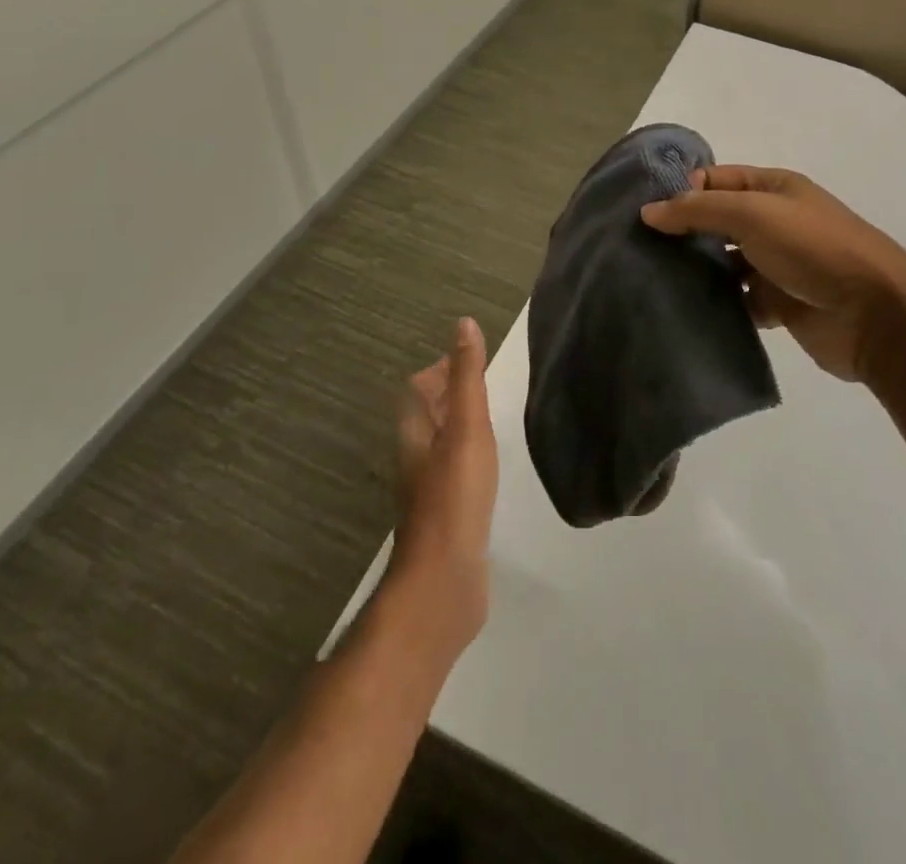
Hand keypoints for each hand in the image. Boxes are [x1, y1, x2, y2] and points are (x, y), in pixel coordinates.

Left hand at [390, 317, 498, 654]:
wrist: (445, 581)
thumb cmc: (454, 495)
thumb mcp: (466, 426)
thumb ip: (466, 377)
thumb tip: (463, 324)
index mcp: (415, 433)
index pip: (418, 389)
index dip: (440, 371)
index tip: (470, 360)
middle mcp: (416, 458)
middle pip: (427, 417)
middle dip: (450, 396)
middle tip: (484, 384)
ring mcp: (429, 491)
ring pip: (441, 445)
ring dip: (459, 427)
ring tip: (490, 418)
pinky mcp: (446, 517)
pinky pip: (455, 474)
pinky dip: (469, 458)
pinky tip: (490, 467)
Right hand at [642, 166, 905, 384]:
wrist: (874, 314)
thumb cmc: (813, 248)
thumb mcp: (753, 214)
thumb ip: (699, 210)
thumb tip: (648, 211)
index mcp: (774, 189)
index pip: (717, 179)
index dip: (683, 190)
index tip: (644, 213)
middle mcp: (775, 222)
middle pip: (718, 221)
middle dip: (683, 232)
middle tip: (638, 249)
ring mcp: (777, 265)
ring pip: (725, 263)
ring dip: (697, 271)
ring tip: (652, 281)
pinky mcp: (778, 304)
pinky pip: (737, 301)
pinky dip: (716, 305)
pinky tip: (684, 310)